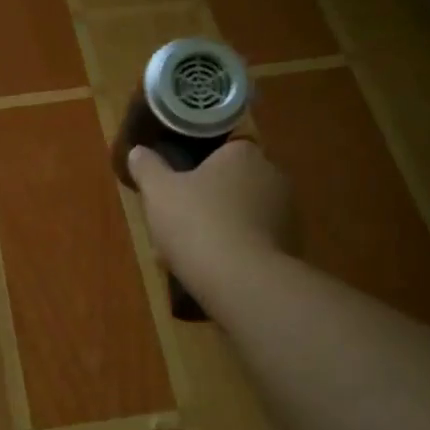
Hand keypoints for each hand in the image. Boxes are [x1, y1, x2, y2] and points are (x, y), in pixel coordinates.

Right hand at [127, 140, 293, 291]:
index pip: (224, 151)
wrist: (239, 278)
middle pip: (235, 183)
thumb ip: (147, 168)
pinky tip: (214, 270)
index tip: (181, 187)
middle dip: (211, 200)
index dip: (201, 167)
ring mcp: (287, 213)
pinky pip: (257, 242)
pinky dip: (238, 251)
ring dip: (224, 227)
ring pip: (245, 215)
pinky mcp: (292, 247)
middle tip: (181, 221)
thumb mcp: (158, 192)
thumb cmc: (196, 222)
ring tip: (192, 253)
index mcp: (243, 154)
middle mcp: (273, 176)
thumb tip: (137, 151)